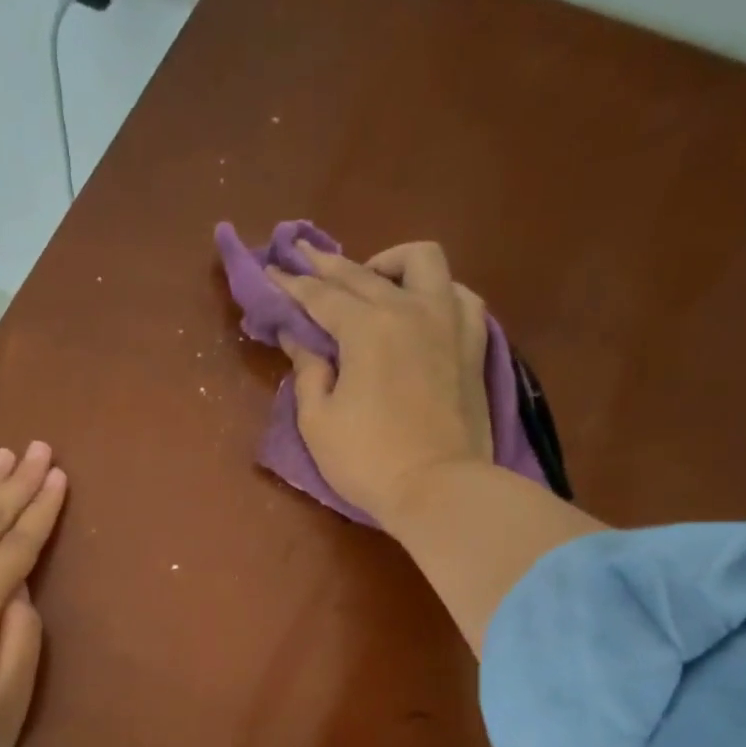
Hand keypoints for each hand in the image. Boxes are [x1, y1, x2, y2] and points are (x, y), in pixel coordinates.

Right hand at [269, 240, 492, 528]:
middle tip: (302, 257)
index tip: (271, 272)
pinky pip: (460, 295)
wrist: (439, 488)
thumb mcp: (318, 422)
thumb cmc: (368, 460)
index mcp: (367, 327)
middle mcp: (410, 309)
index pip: (321, 295)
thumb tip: (300, 340)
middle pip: (362, 274)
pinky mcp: (474, 343)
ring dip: (390, 262)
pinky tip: (422, 305)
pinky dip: (436, 291)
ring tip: (372, 280)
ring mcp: (449, 322)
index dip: (291, 285)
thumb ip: (308, 372)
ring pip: (423, 262)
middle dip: (327, 264)